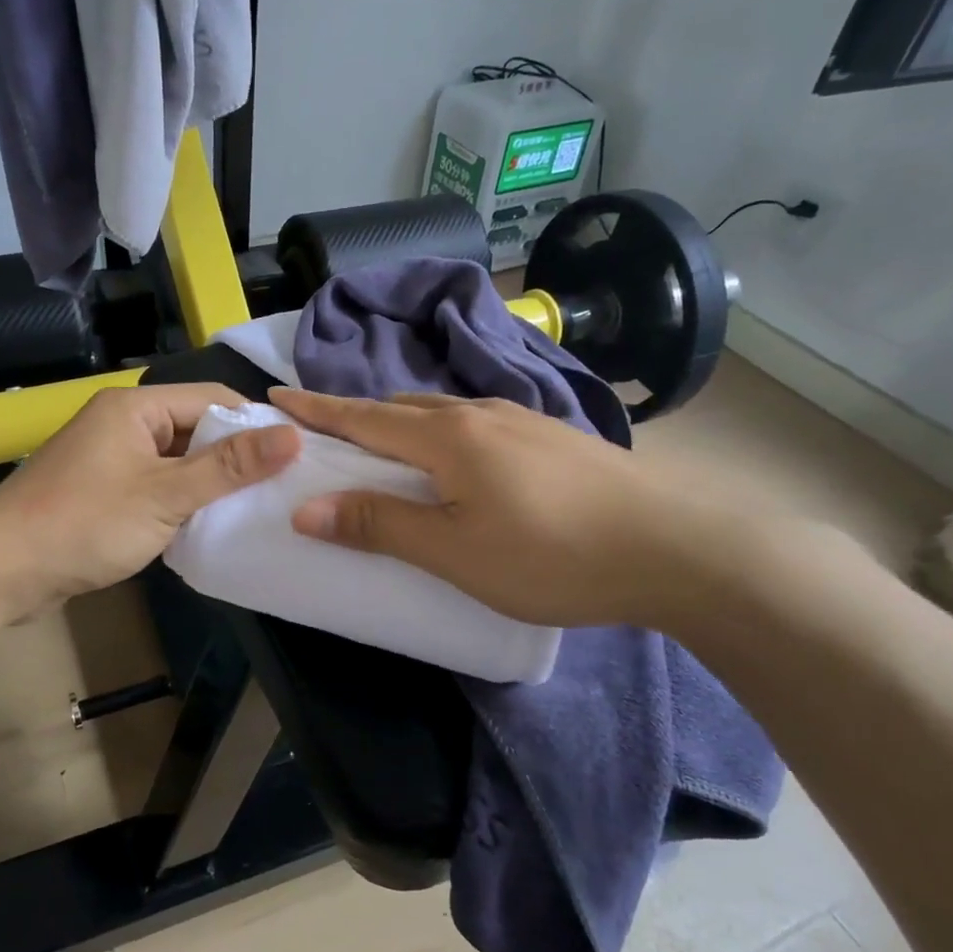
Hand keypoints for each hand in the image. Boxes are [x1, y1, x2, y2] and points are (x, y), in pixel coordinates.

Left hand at [0, 384, 299, 618]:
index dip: (256, 424)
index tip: (297, 456)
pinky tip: (208, 525)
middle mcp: (122, 422)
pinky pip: (155, 486)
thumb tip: (292, 435)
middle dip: (235, 458)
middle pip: (195, 429)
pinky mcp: (101, 491)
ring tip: (256, 508)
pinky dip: (181, 502)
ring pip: (177, 462)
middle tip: (282, 489)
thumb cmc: (83, 525)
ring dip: (209, 484)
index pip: (213, 399)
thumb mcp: (164, 496)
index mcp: (135, 407)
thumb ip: (228, 467)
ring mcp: (109, 458)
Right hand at [269, 387, 701, 630]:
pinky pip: (474, 424)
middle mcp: (480, 413)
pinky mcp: (551, 437)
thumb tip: (306, 509)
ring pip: (440, 412)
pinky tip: (456, 460)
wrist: (676, 548)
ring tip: (382, 448)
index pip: (363, 417)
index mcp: (447, 437)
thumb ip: (380, 527)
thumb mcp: (455, 552)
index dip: (316, 409)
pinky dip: (440, 434)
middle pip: (399, 406)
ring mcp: (522, 420)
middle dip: (355, 415)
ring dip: (400, 423)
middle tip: (322, 434)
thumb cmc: (552, 555)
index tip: (276, 396)